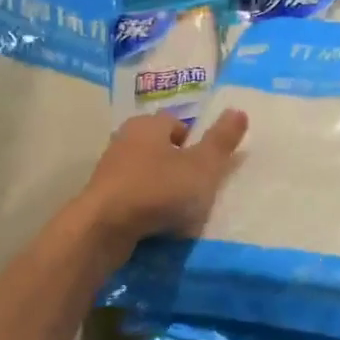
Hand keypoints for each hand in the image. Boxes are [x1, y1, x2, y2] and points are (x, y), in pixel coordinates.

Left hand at [80, 110, 248, 259]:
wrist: (104, 229)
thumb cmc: (158, 190)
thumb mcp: (202, 166)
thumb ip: (221, 141)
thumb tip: (239, 110)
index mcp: (148, 124)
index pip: (176, 123)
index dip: (194, 142)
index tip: (206, 166)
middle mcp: (125, 139)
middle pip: (159, 148)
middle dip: (177, 166)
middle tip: (196, 189)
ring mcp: (109, 169)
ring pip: (145, 173)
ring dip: (160, 188)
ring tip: (178, 212)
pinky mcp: (100, 197)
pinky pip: (131, 197)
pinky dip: (144, 207)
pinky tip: (156, 225)